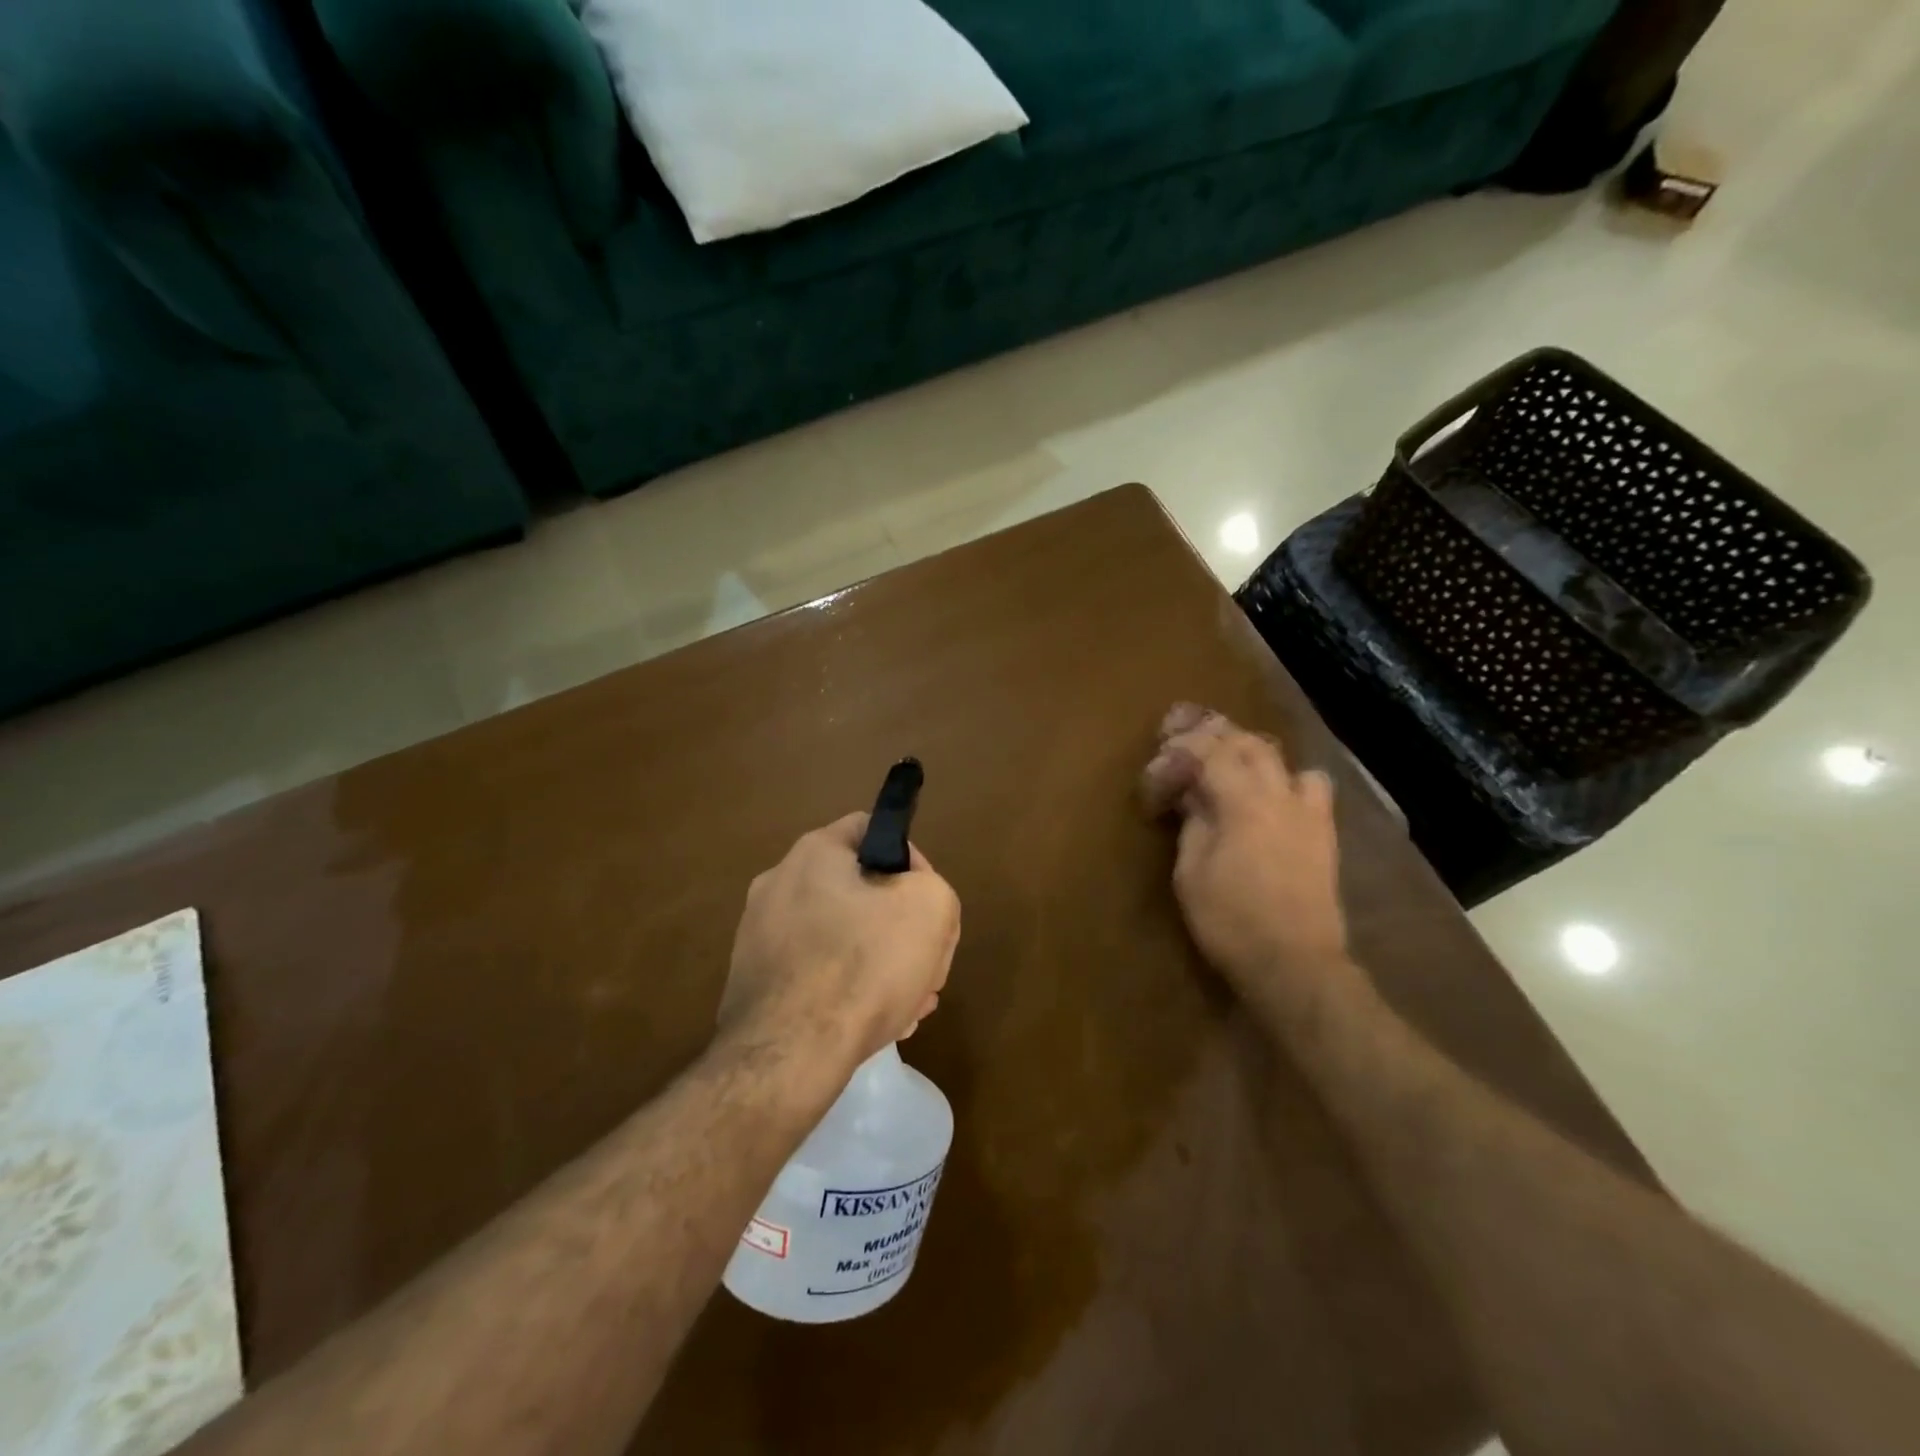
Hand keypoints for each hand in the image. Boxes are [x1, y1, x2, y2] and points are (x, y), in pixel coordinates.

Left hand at [720, 813, 960, 1076]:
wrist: (787, 1056)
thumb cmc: (863, 965)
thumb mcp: (931, 908)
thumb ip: (933, 888)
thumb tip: (912, 902)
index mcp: (813, 853)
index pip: (873, 830)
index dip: (912, 861)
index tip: (928, 904)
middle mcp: (778, 885)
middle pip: (860, 892)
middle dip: (901, 927)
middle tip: (925, 965)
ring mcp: (759, 937)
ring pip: (841, 939)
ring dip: (880, 965)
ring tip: (909, 1005)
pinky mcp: (754, 984)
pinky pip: (815, 975)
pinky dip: (846, 992)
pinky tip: (872, 1025)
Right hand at [1142, 704, 1357, 1019]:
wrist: (1294, 962)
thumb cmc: (1230, 920)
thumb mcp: (1191, 873)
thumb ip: (1193, 824)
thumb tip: (1192, 796)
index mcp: (1242, 803)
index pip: (1210, 752)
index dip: (1182, 747)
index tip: (1161, 753)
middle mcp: (1280, 796)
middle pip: (1250, 744)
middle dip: (1217, 736)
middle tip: (1188, 740)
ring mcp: (1308, 812)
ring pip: (1283, 759)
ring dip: (1253, 752)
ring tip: (1231, 761)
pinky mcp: (1324, 833)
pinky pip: (1311, 786)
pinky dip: (1287, 778)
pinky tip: (1272, 795)